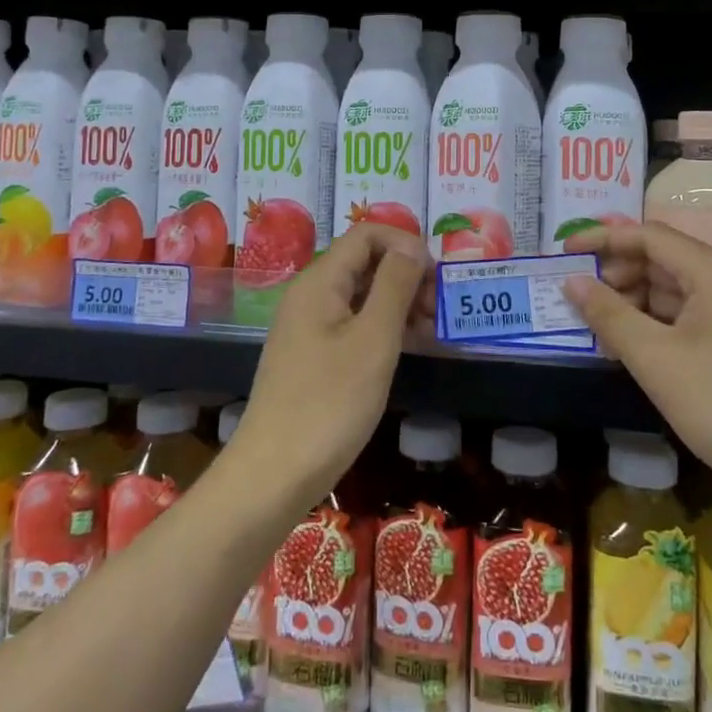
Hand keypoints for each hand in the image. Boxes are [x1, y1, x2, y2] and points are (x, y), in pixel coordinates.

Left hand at [232, 222, 426, 507]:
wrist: (272, 476)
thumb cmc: (328, 404)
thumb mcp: (373, 341)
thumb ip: (394, 285)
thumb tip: (413, 245)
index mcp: (320, 281)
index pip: (366, 234)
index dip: (405, 243)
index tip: (436, 277)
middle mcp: (311, 295)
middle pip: (365, 262)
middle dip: (407, 275)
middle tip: (440, 309)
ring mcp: (309, 327)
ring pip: (362, 295)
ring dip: (400, 303)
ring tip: (433, 331)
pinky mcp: (313, 356)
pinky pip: (353, 324)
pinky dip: (383, 328)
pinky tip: (409, 349)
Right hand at [563, 223, 711, 509]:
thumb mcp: (655, 359)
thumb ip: (609, 314)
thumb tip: (572, 281)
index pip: (651, 236)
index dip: (604, 239)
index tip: (564, 252)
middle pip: (662, 260)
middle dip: (616, 273)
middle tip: (577, 295)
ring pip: (672, 291)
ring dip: (631, 302)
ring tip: (595, 325)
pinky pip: (685, 319)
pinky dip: (652, 325)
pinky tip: (626, 346)